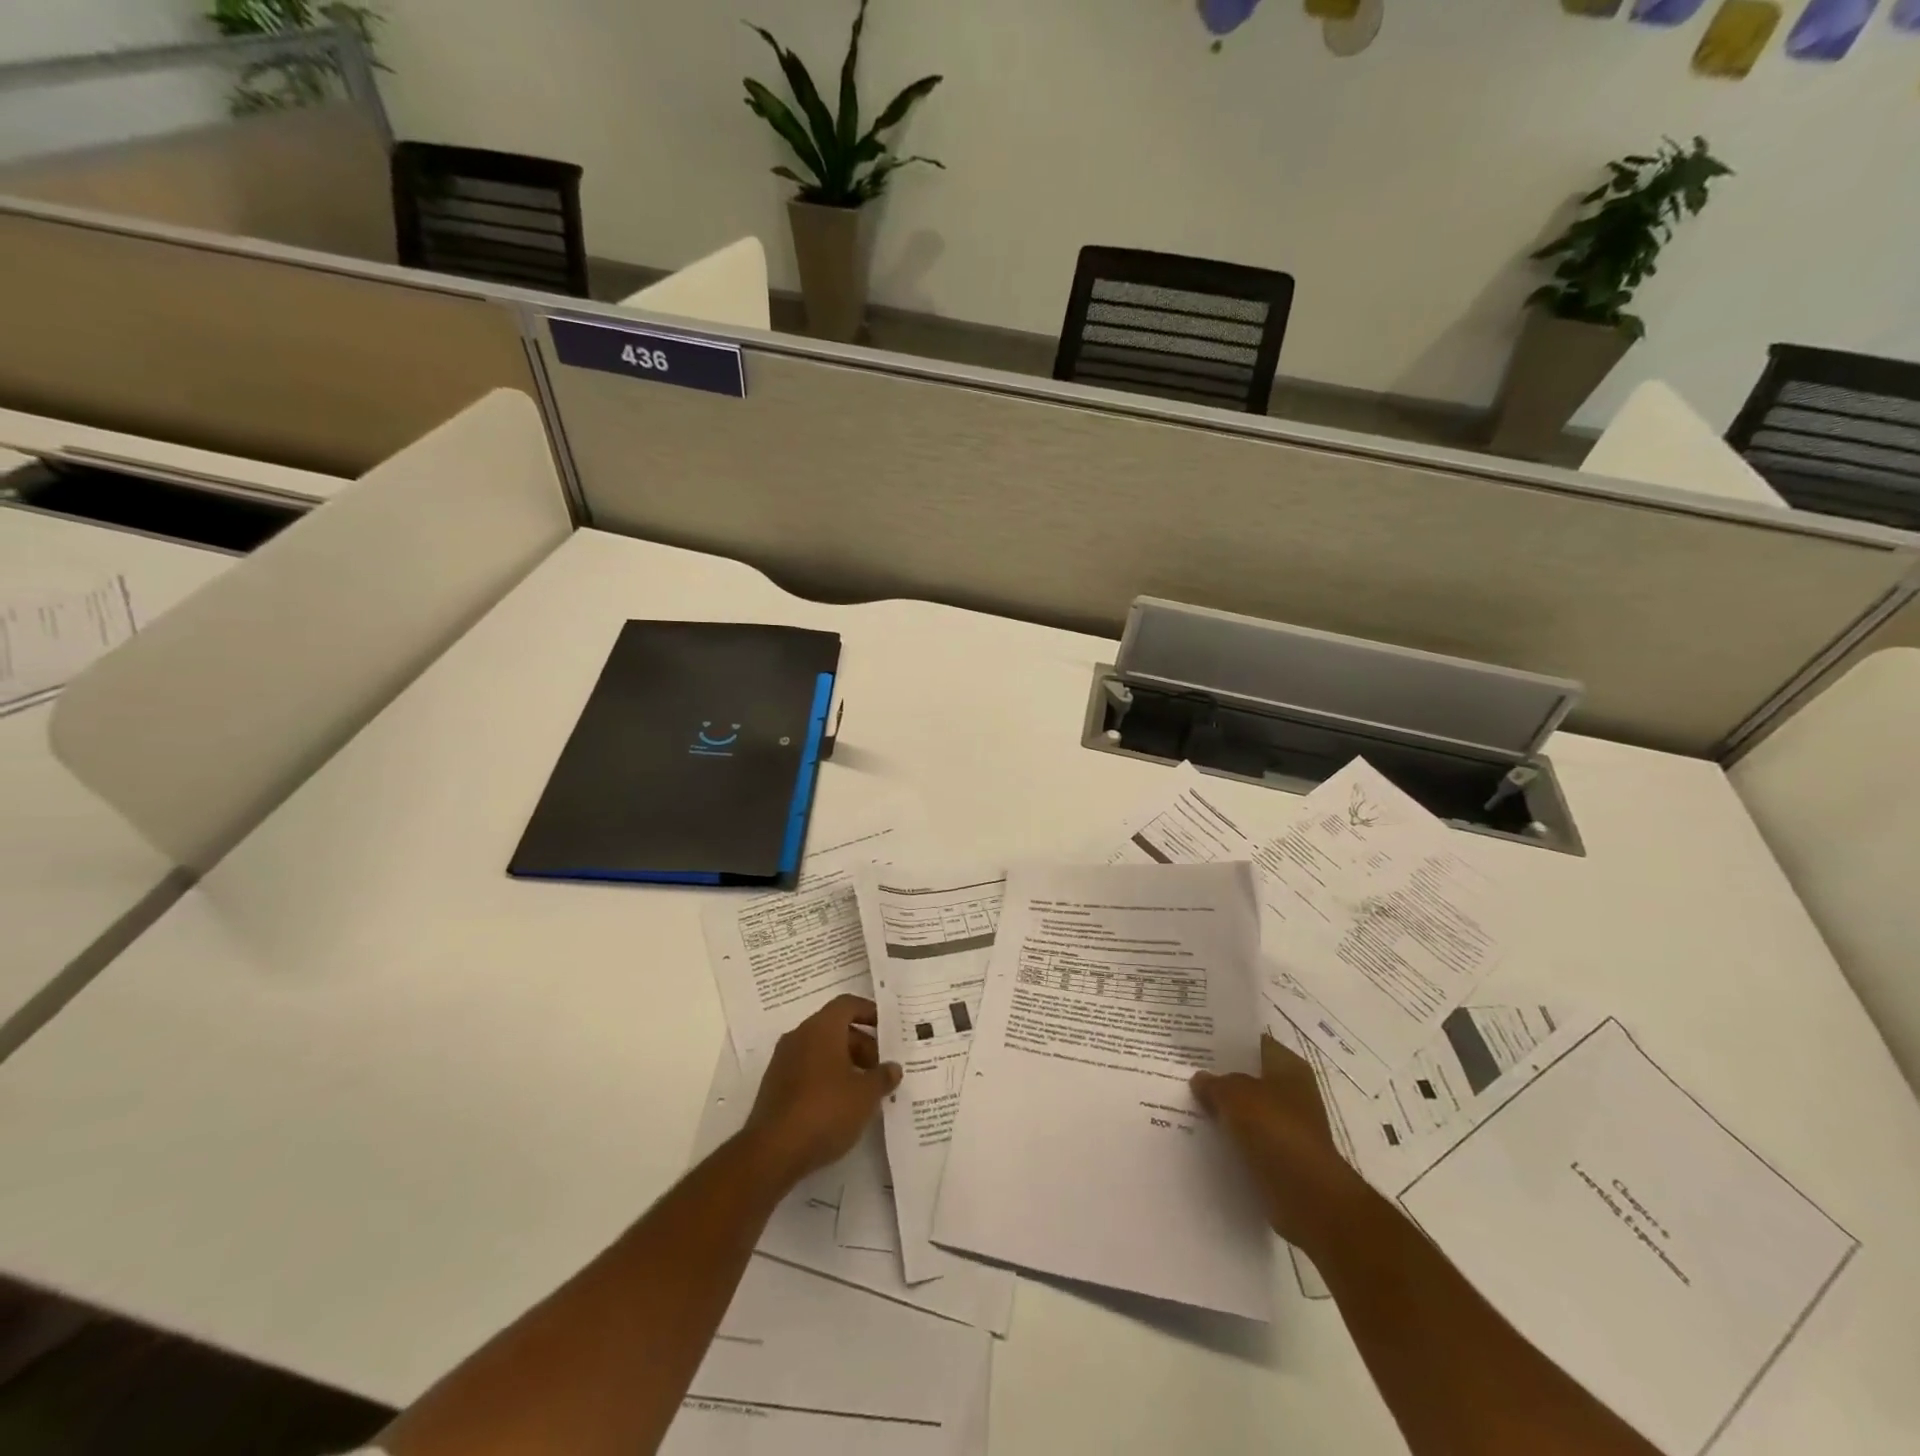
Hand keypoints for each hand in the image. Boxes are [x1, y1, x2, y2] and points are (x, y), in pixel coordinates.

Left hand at [744, 995, 900, 1190]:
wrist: (772, 1151)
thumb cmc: (825, 1110)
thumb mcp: (865, 1095)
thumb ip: (882, 1077)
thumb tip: (893, 1068)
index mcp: (821, 1028)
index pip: (847, 1005)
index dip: (869, 1012)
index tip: (887, 1029)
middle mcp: (799, 1036)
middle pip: (835, 1028)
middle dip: (861, 1044)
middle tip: (880, 1068)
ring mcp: (783, 1061)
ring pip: (820, 1050)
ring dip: (844, 1063)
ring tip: (864, 1090)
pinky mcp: (774, 1086)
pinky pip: (807, 1070)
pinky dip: (826, 1077)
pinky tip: (840, 1105)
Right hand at [1192, 1032, 1365, 1249]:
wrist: (1308, 1197)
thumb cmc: (1275, 1130)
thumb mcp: (1235, 1095)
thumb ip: (1214, 1083)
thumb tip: (1200, 1079)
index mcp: (1289, 1067)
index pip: (1254, 1044)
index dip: (1226, 1041)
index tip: (1196, 1041)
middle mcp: (1293, 1092)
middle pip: (1249, 1077)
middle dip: (1221, 1077)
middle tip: (1183, 1071)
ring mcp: (1288, 1126)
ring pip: (1247, 1110)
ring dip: (1224, 1110)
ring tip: (1186, 1102)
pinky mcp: (1282, 1157)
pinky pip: (1249, 1139)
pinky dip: (1230, 1139)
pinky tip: (1202, 1135)